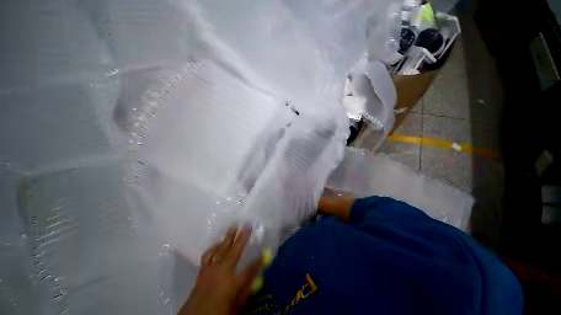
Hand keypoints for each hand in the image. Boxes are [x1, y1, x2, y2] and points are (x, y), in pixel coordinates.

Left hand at [179, 226, 266, 314]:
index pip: (250, 269)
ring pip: (221, 249)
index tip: (266, 251)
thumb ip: (247, 291)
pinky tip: (217, 243)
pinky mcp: (202, 271)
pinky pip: (207, 255)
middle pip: (234, 251)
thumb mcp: (236, 305)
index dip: (259, 260)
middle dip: (242, 237)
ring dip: (228, 237)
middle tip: (247, 225)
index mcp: (232, 283)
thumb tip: (260, 279)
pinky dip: (213, 247)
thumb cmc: (218, 312)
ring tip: (233, 227)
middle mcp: (222, 272)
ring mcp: (211, 269)